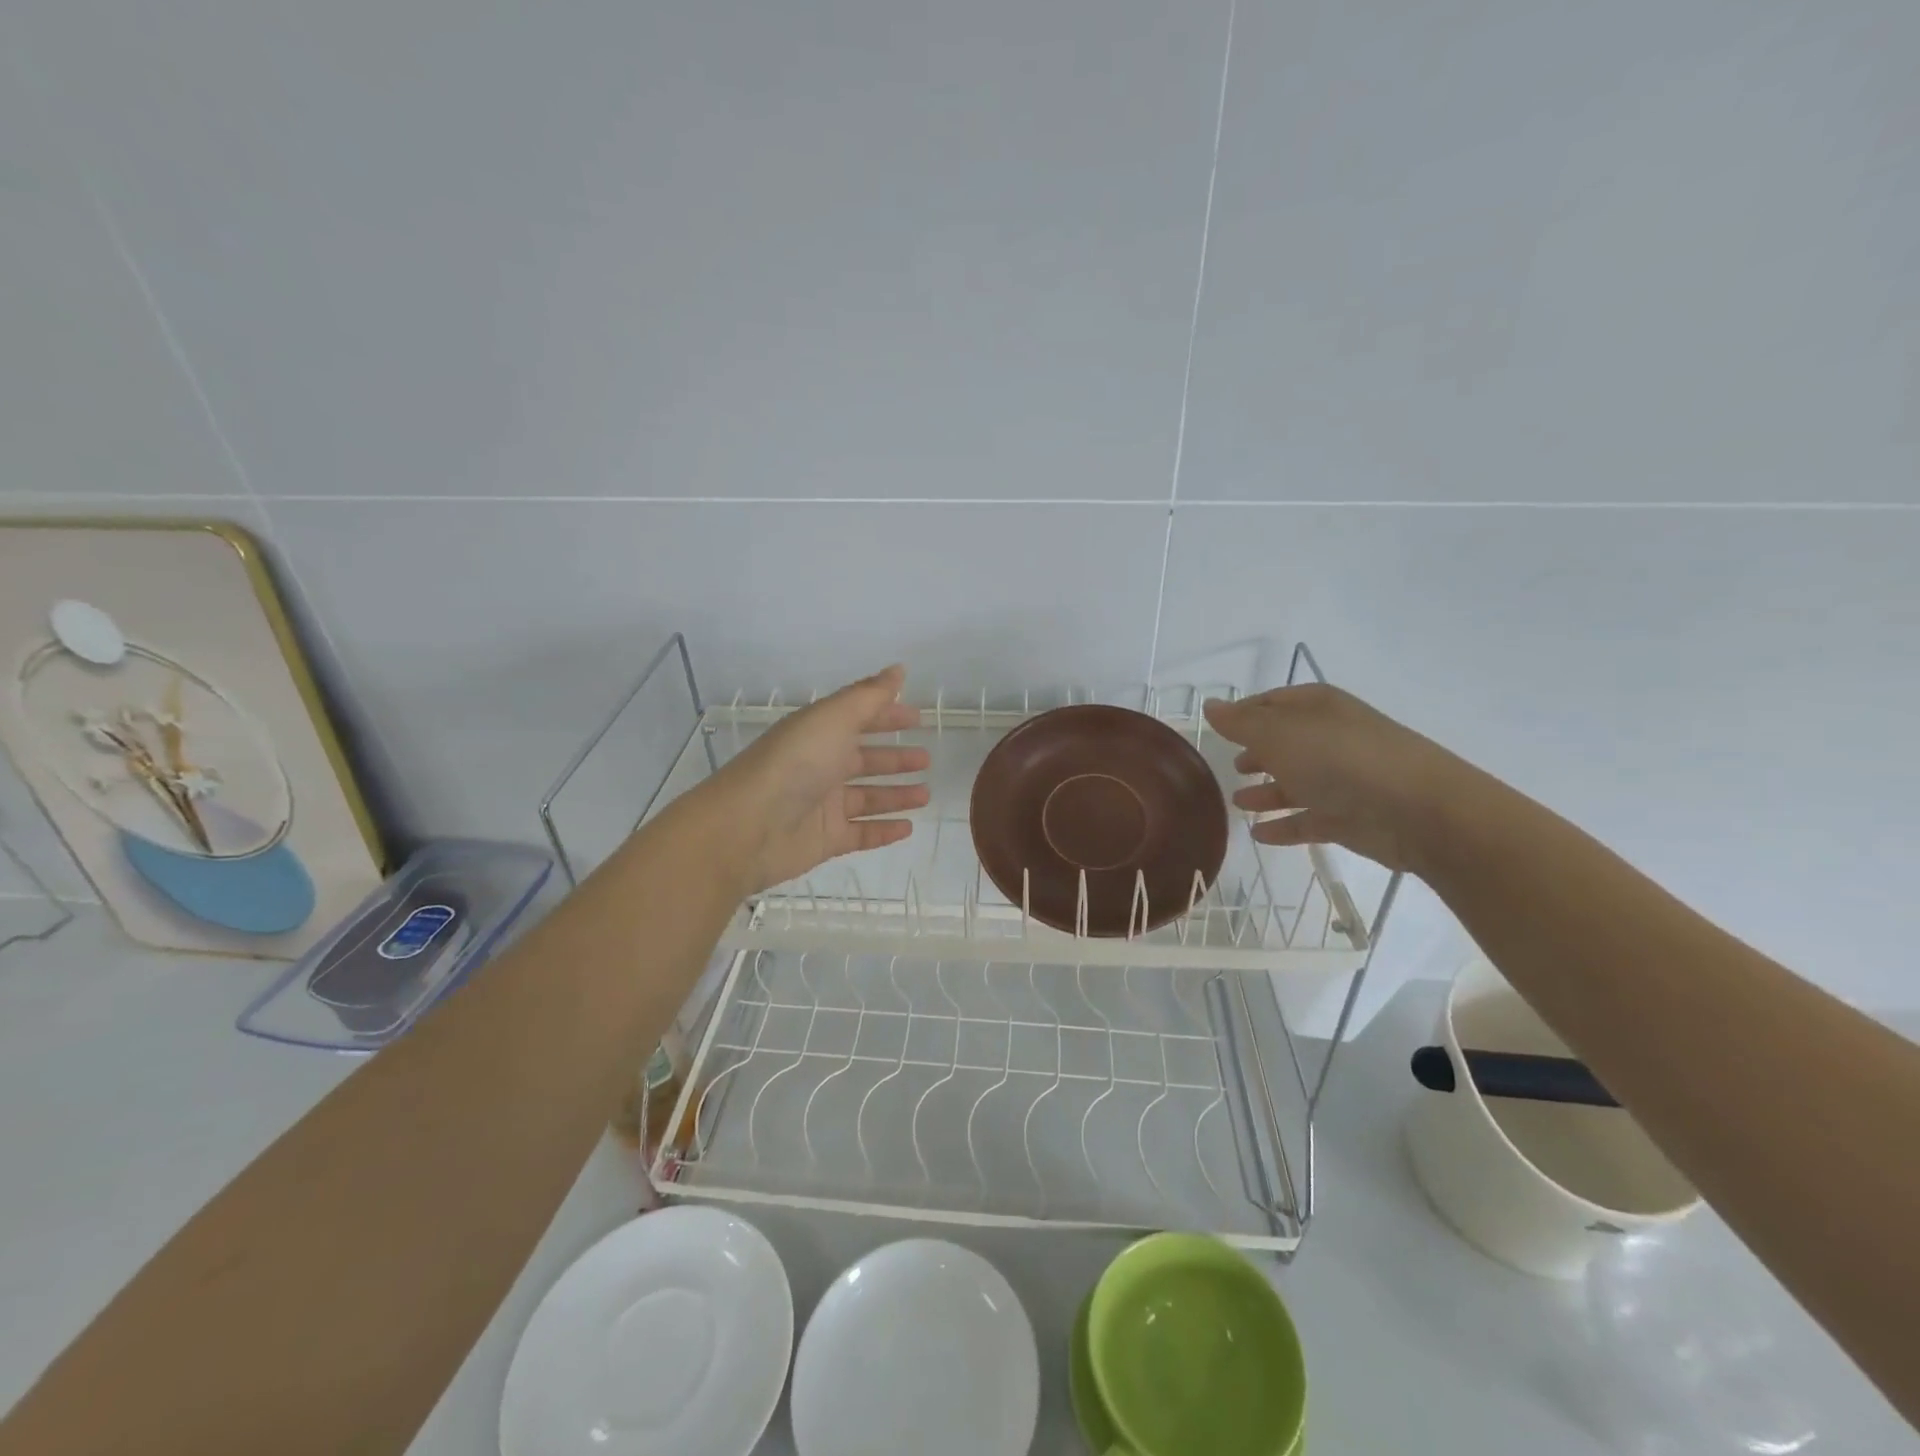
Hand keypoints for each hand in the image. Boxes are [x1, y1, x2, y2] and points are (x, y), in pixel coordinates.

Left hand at [705, 665, 930, 892]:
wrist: (749, 826)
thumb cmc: (795, 763)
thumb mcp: (834, 718)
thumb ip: (869, 696)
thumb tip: (899, 669)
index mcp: (819, 733)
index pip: (859, 719)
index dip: (887, 715)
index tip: (918, 718)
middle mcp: (820, 766)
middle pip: (864, 760)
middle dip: (895, 758)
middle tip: (926, 759)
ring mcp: (822, 805)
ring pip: (867, 798)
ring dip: (896, 795)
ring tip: (926, 795)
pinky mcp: (824, 839)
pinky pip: (861, 833)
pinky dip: (884, 830)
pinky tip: (908, 828)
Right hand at [1201, 683, 1471, 872]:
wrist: (1417, 810)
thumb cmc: (1339, 759)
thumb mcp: (1278, 734)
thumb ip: (1240, 723)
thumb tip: (1211, 706)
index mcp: (1316, 708)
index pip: (1271, 703)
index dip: (1243, 713)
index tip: (1216, 727)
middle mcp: (1330, 738)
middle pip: (1285, 743)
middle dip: (1258, 753)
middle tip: (1231, 766)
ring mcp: (1343, 779)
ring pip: (1296, 783)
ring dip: (1267, 792)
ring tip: (1237, 803)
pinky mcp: (1350, 817)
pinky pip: (1308, 819)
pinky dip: (1284, 825)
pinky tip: (1259, 835)